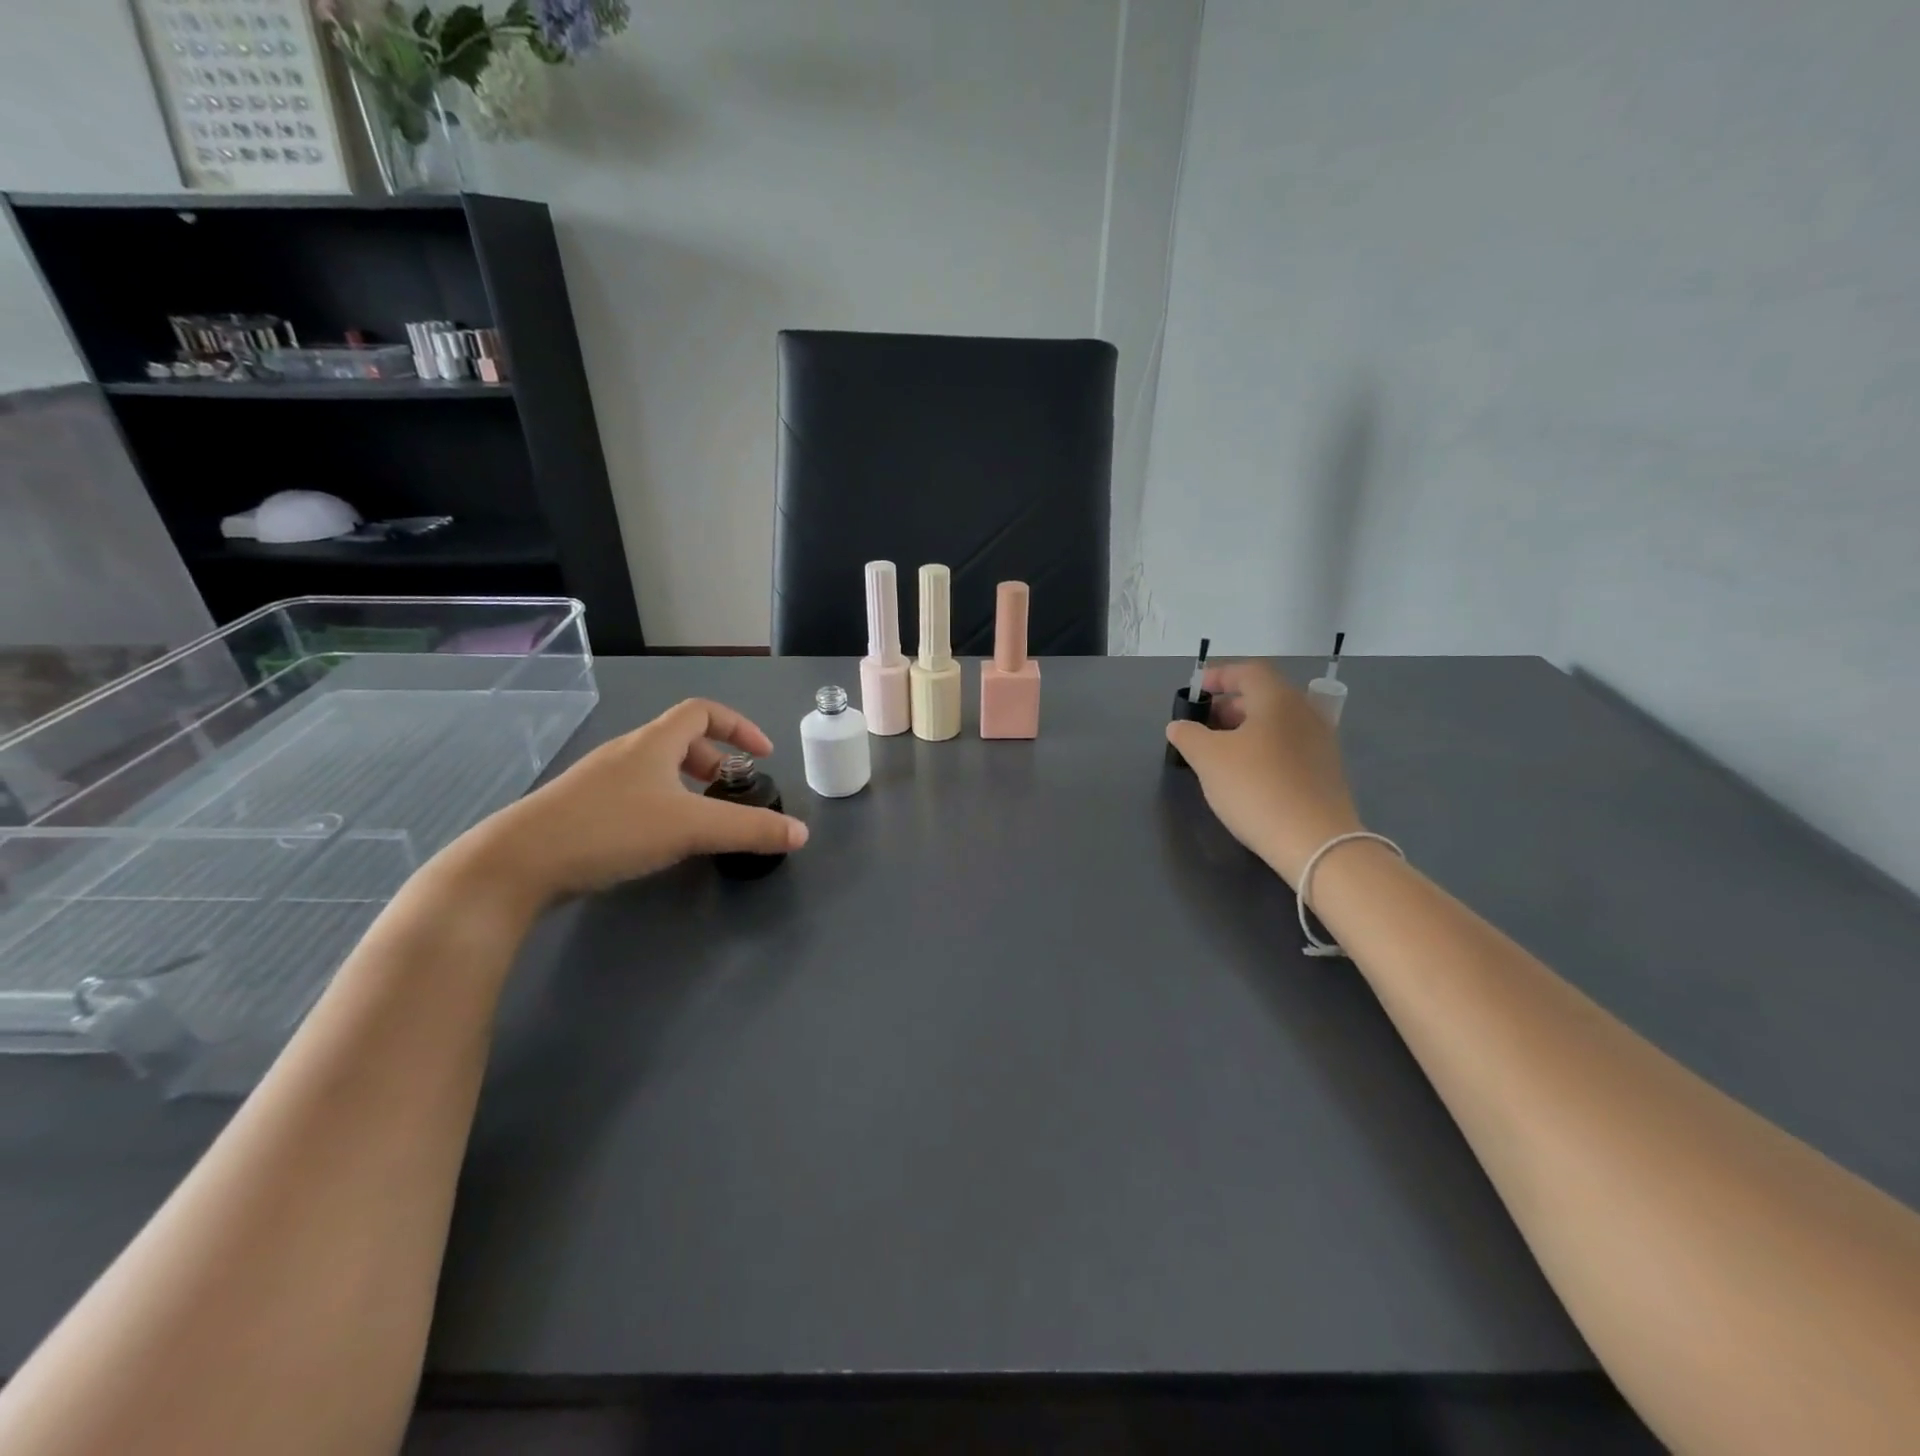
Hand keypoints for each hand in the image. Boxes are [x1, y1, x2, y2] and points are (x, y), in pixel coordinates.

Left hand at [453, 698, 808, 908]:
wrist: (518, 863)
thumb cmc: (611, 829)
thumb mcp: (692, 828)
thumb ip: (750, 830)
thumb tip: (801, 833)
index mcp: (654, 743)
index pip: (703, 711)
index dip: (738, 727)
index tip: (762, 755)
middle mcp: (626, 752)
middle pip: (679, 739)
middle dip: (713, 761)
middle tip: (731, 791)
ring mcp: (599, 781)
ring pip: (655, 769)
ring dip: (686, 784)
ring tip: (701, 818)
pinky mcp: (581, 809)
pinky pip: (634, 793)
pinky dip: (661, 805)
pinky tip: (659, 840)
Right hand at [1165, 660, 1363, 885]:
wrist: (1314, 841)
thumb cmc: (1256, 787)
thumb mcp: (1208, 759)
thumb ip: (1188, 735)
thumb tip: (1179, 726)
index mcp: (1278, 699)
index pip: (1248, 671)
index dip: (1219, 676)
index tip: (1196, 691)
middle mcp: (1305, 713)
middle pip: (1263, 696)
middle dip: (1229, 705)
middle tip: (1202, 724)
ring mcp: (1320, 742)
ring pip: (1275, 723)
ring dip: (1244, 729)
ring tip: (1217, 751)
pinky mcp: (1324, 771)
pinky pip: (1287, 746)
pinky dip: (1262, 748)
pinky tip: (1245, 773)